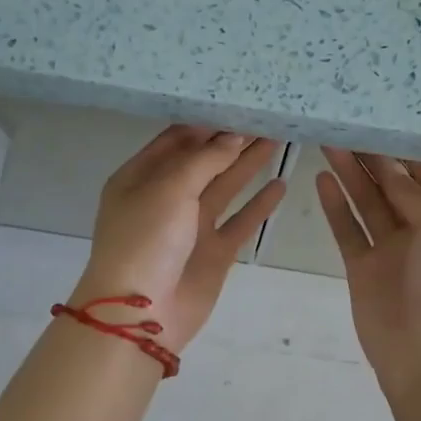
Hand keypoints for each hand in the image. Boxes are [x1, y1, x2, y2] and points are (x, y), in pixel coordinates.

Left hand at [73, 126, 285, 350]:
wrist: (141, 315)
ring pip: (225, 188)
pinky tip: (280, 185)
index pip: (176, 140)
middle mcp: (165, 198)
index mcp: (140, 178)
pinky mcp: (213, 252)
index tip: (239, 105)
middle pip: (204, 161)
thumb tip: (235, 137)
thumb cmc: (146, 240)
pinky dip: (258, 206)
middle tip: (267, 117)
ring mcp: (190, 227)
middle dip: (232, 141)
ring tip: (279, 139)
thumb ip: (205, 160)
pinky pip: (239, 222)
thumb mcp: (169, 189)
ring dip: (249, 165)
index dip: (207, 124)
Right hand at [316, 148, 420, 396]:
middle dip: (374, 158)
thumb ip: (416, 196)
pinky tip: (322, 179)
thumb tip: (389, 170)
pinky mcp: (363, 269)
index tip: (382, 124)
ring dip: (351, 175)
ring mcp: (392, 251)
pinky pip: (348, 230)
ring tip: (329, 142)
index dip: (408, 152)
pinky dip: (336, 206)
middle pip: (396, 186)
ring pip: (368, 203)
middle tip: (347, 126)